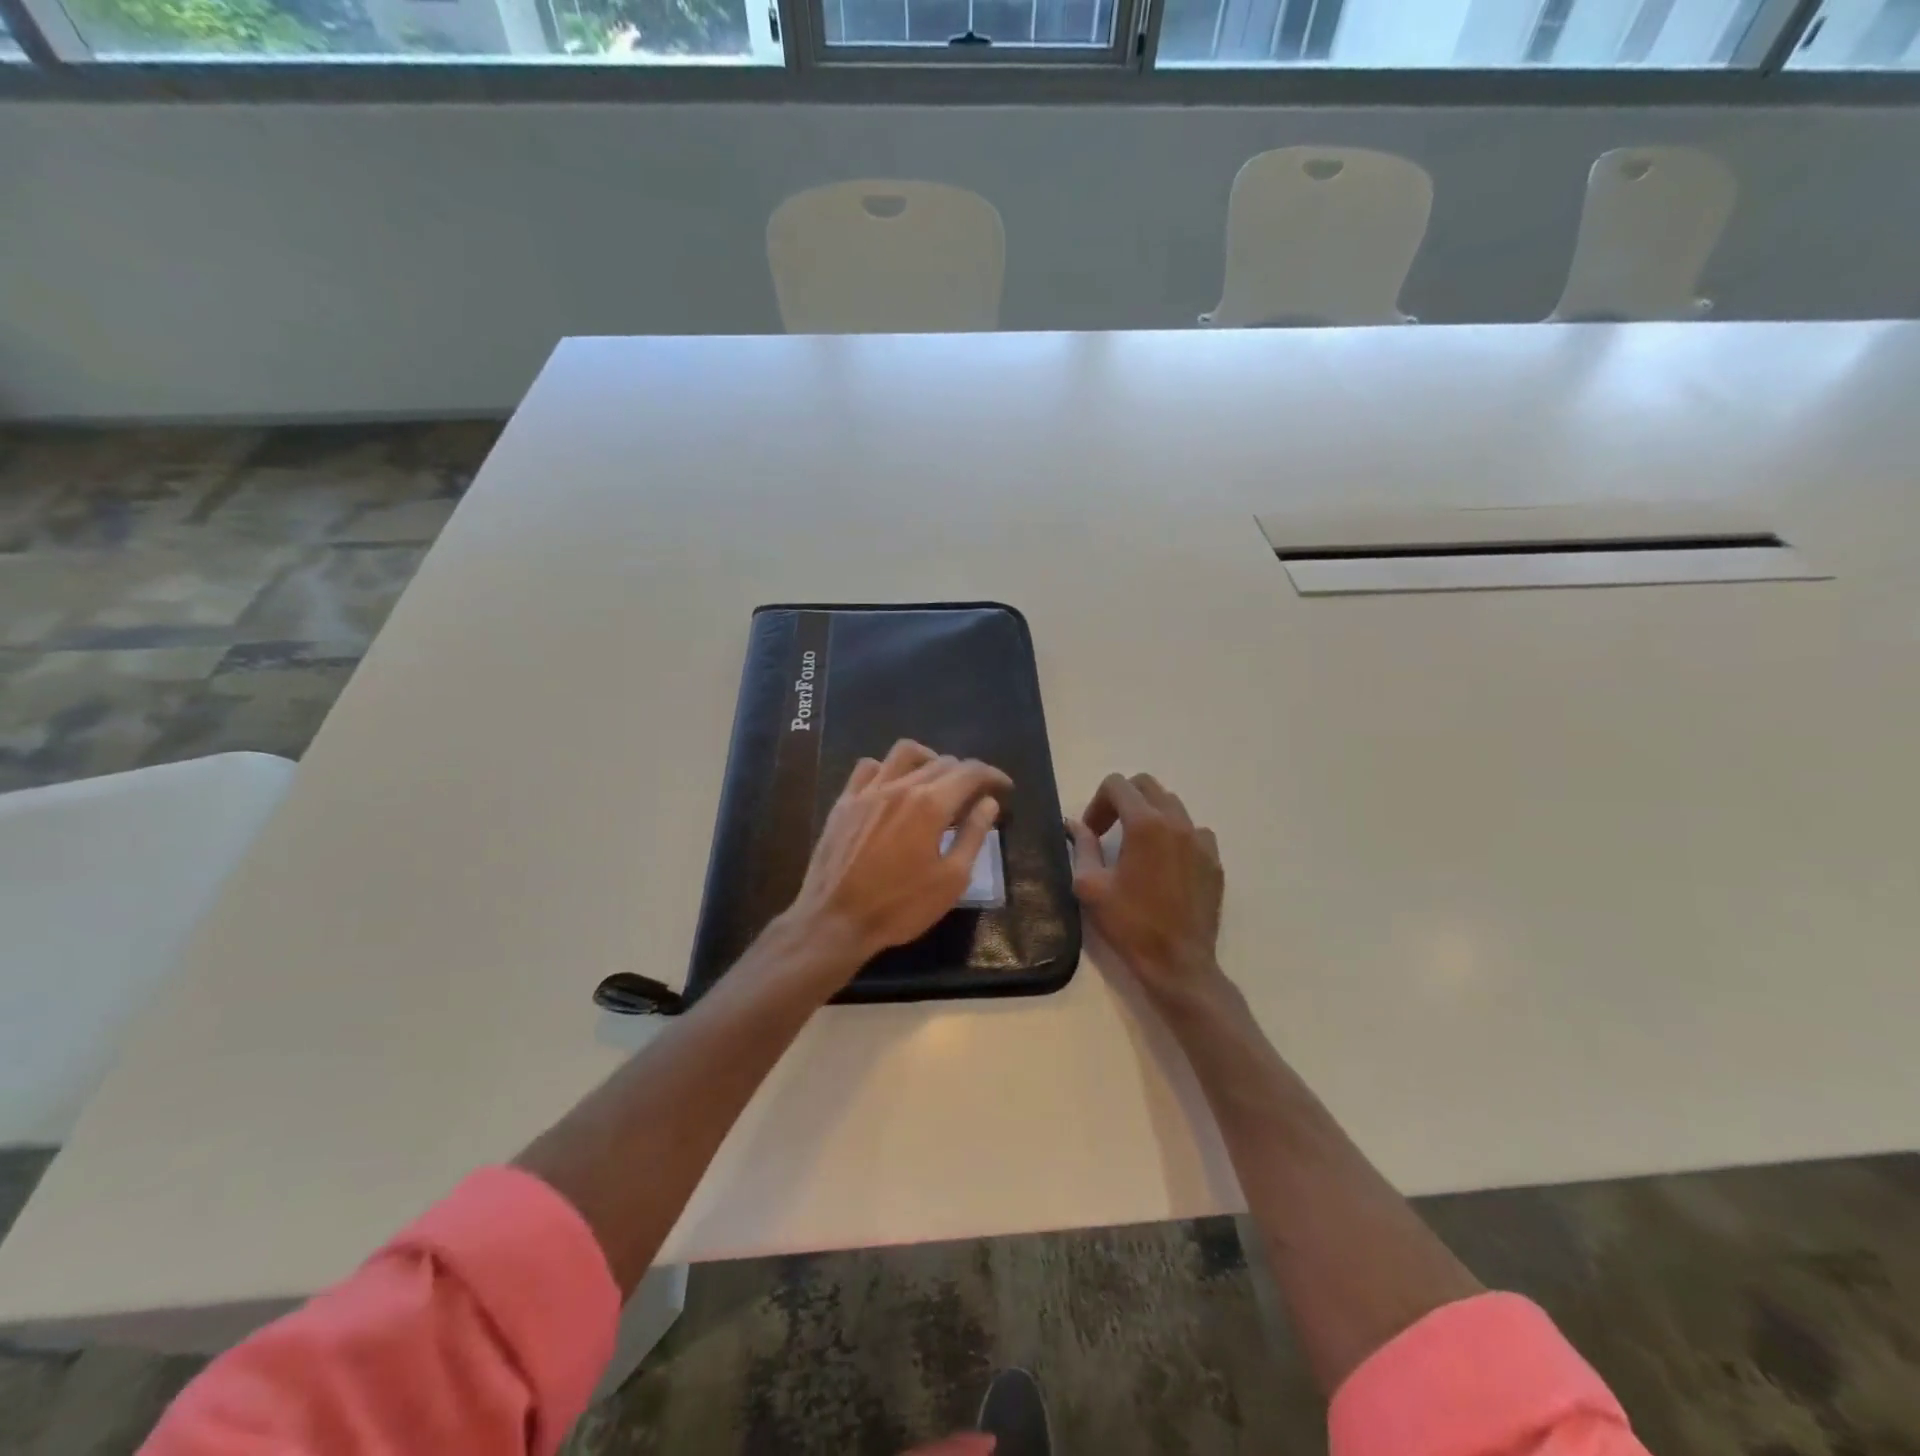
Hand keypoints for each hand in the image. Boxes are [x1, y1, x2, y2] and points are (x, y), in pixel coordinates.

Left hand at [784, 739, 1011, 969]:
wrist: (834, 920)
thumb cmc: (900, 906)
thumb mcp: (951, 880)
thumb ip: (973, 836)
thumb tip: (988, 803)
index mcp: (930, 804)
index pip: (970, 772)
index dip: (992, 775)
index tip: (1004, 788)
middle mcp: (900, 786)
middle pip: (942, 761)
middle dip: (966, 773)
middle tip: (975, 796)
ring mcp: (868, 791)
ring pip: (904, 753)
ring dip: (929, 759)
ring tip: (937, 781)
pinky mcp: (845, 801)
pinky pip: (869, 767)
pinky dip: (888, 769)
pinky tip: (894, 787)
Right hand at [1069, 773, 1224, 1004]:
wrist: (1178, 963)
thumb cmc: (1130, 924)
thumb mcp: (1091, 886)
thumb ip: (1083, 847)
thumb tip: (1075, 825)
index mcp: (1145, 824)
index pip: (1117, 785)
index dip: (1097, 803)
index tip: (1092, 833)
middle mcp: (1177, 822)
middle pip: (1147, 785)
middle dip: (1123, 800)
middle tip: (1109, 831)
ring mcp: (1201, 841)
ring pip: (1173, 805)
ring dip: (1150, 814)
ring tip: (1138, 846)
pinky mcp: (1214, 861)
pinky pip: (1194, 831)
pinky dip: (1176, 835)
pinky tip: (1165, 863)